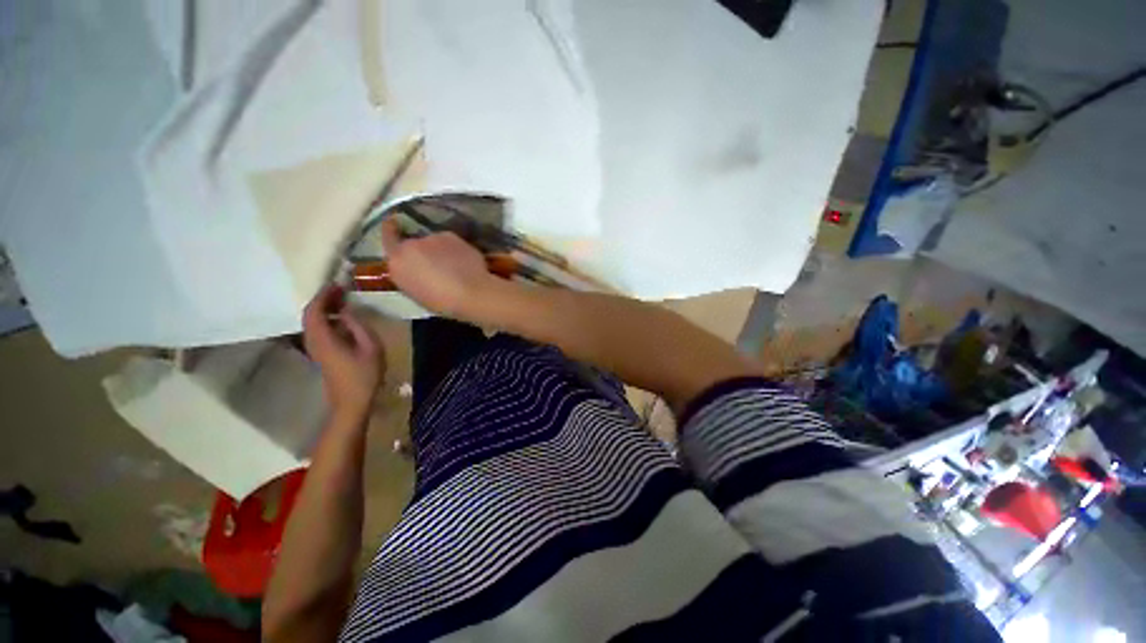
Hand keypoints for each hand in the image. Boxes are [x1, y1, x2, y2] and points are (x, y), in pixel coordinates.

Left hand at [302, 285, 384, 422]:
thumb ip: (357, 325)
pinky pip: (318, 329)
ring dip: (324, 308)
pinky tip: (343, 318)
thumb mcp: (370, 347)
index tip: (337, 284)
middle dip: (323, 299)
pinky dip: (327, 319)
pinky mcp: (320, 354)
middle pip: (309, 314)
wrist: (351, 403)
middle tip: (341, 290)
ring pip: (312, 322)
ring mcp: (314, 349)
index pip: (314, 310)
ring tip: (343, 300)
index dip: (323, 295)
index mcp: (323, 339)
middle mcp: (313, 341)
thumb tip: (347, 310)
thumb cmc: (364, 375)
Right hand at [380, 217, 498, 319]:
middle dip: (422, 251)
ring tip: (452, 265)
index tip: (393, 223)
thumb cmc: (442, 301)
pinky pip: (449, 242)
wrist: (471, 292)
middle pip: (413, 243)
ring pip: (433, 242)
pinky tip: (463, 262)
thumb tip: (413, 267)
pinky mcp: (452, 235)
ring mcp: (432, 237)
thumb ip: (408, 274)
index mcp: (397, 261)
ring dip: (439, 250)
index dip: (390, 230)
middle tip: (435, 265)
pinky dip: (453, 249)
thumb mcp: (415, 292)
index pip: (388, 238)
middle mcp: (411, 244)